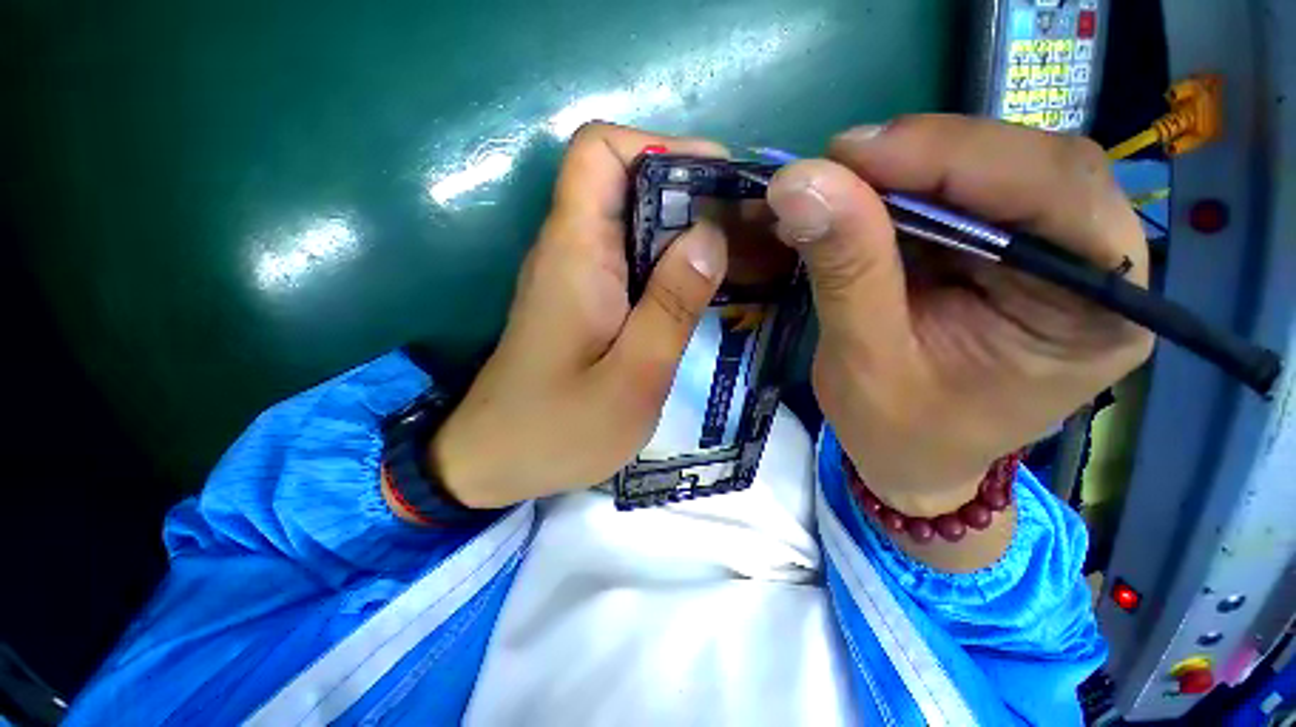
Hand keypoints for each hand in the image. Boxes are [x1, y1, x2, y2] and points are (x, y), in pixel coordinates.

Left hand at [429, 123, 728, 508]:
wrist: (497, 461)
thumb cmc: (559, 429)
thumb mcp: (632, 378)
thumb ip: (670, 306)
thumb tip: (709, 235)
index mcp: (575, 254)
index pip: (600, 151)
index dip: (659, 148)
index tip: (716, 180)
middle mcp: (569, 250)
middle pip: (626, 184)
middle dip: (690, 193)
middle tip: (747, 228)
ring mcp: (575, 276)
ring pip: (633, 224)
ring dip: (685, 231)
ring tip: (740, 257)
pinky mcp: (583, 301)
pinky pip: (630, 261)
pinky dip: (669, 264)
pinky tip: (703, 291)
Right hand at [765, 115, 1153, 515]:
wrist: (911, 460)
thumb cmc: (899, 432)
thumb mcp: (864, 358)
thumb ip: (844, 268)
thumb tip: (798, 183)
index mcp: (1095, 312)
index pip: (1053, 189)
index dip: (949, 156)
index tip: (848, 155)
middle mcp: (1095, 267)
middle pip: (1027, 165)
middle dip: (921, 159)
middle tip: (831, 170)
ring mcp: (1050, 254)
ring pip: (990, 170)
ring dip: (902, 173)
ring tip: (831, 191)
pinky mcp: (1004, 253)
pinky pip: (956, 197)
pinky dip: (896, 194)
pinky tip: (851, 207)